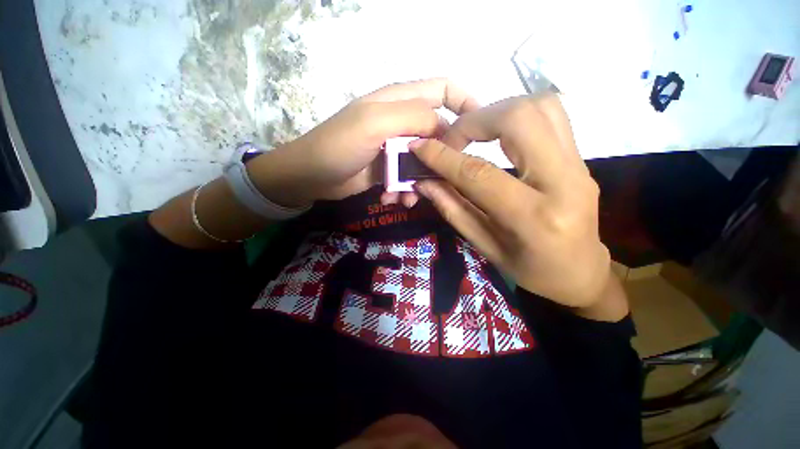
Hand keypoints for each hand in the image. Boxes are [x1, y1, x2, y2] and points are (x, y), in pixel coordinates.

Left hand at [246, 78, 479, 207]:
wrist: (311, 177)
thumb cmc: (338, 145)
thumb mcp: (376, 123)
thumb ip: (414, 118)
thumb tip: (444, 129)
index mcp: (401, 101)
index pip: (445, 89)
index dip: (466, 103)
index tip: (479, 130)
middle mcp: (402, 122)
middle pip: (439, 133)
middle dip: (443, 157)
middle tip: (441, 178)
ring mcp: (395, 148)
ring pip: (425, 162)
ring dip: (421, 181)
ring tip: (409, 198)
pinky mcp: (389, 169)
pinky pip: (408, 179)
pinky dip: (404, 192)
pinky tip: (392, 200)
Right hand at [412, 94, 616, 310]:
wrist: (582, 272)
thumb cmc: (531, 270)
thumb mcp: (485, 246)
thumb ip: (453, 210)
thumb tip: (424, 182)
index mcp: (534, 218)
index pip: (479, 173)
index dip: (443, 157)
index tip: (419, 147)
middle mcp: (564, 181)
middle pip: (519, 118)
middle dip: (474, 121)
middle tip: (451, 140)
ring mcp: (579, 164)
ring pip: (539, 106)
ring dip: (496, 111)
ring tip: (472, 134)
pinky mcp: (580, 157)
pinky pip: (550, 114)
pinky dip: (515, 114)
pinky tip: (497, 133)